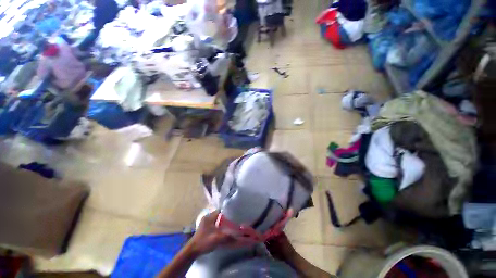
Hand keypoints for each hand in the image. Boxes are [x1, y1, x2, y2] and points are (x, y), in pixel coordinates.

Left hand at [188, 210, 234, 255]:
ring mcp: (204, 223)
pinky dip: (218, 226)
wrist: (192, 251)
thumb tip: (238, 235)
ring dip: (221, 223)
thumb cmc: (204, 242)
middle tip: (232, 222)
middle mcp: (207, 217)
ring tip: (228, 226)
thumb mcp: (217, 239)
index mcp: (209, 217)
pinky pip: (213, 224)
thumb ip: (228, 236)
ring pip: (216, 220)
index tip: (234, 216)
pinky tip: (221, 231)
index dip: (228, 212)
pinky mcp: (204, 228)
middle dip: (225, 218)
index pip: (221, 210)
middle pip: (219, 215)